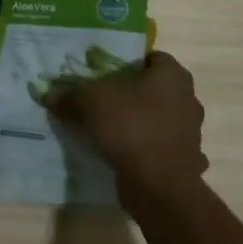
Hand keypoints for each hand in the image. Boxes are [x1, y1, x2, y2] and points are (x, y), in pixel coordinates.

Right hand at [48, 51, 208, 207]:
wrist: (159, 185)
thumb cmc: (131, 127)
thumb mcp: (91, 101)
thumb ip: (71, 94)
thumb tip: (51, 94)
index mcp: (172, 76)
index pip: (153, 58)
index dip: (130, 62)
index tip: (107, 73)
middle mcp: (188, 100)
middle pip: (156, 89)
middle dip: (133, 93)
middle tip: (105, 100)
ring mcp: (191, 133)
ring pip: (160, 119)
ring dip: (142, 122)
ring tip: (112, 130)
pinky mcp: (186, 161)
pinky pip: (162, 147)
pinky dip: (148, 150)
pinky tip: (126, 155)